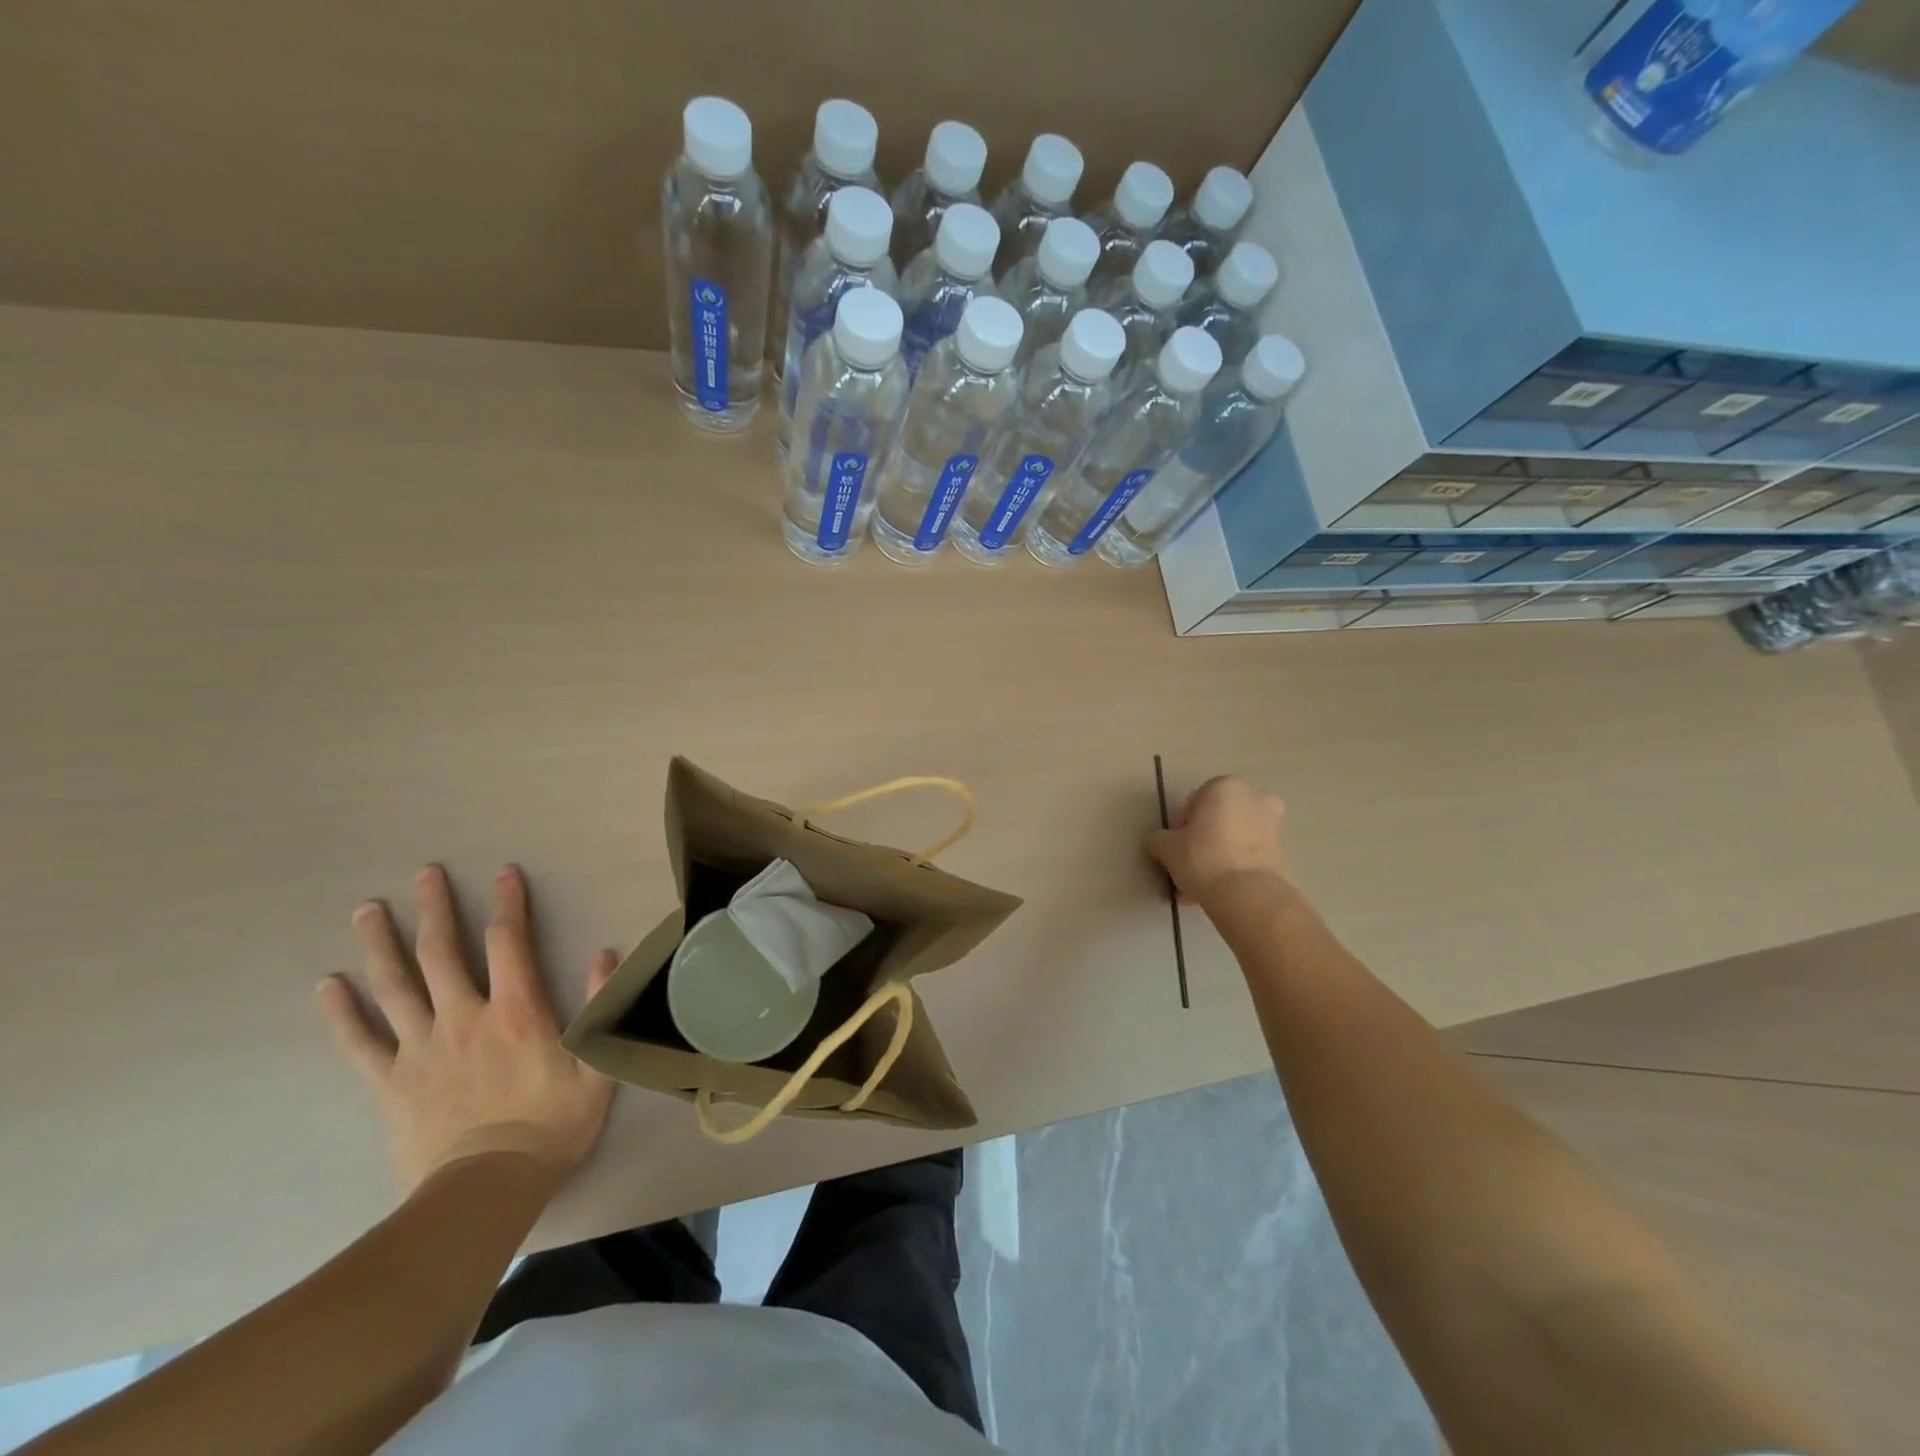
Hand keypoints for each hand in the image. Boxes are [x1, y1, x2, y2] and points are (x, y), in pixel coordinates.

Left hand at [316, 865, 617, 1192]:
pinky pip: (359, 1041)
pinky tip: (327, 986)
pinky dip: (342, 1012)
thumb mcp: (597, 1067)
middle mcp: (464, 1017)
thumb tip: (606, 954)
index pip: (509, 942)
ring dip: (380, 945)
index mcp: (517, 1011)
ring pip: (395, 986)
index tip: (503, 873)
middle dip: (434, 909)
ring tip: (367, 910)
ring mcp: (420, 1048)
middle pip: (441, 953)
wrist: (486, 1189)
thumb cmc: (552, 1126)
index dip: (508, 904)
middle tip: (424, 874)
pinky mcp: (389, 1082)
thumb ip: (599, 1007)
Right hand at [1148, 775, 1293, 904]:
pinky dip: (1235, 869)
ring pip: (1234, 840)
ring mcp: (1274, 826)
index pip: (1193, 802)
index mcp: (1225, 786)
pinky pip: (1249, 857)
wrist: (1249, 895)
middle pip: (1218, 820)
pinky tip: (1217, 892)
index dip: (1179, 826)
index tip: (1172, 848)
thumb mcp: (1167, 848)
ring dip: (1217, 857)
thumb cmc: (1204, 858)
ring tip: (1198, 887)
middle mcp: (1255, 798)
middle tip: (1186, 865)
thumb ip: (1159, 840)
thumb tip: (1159, 842)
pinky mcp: (1284, 853)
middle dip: (1202, 841)